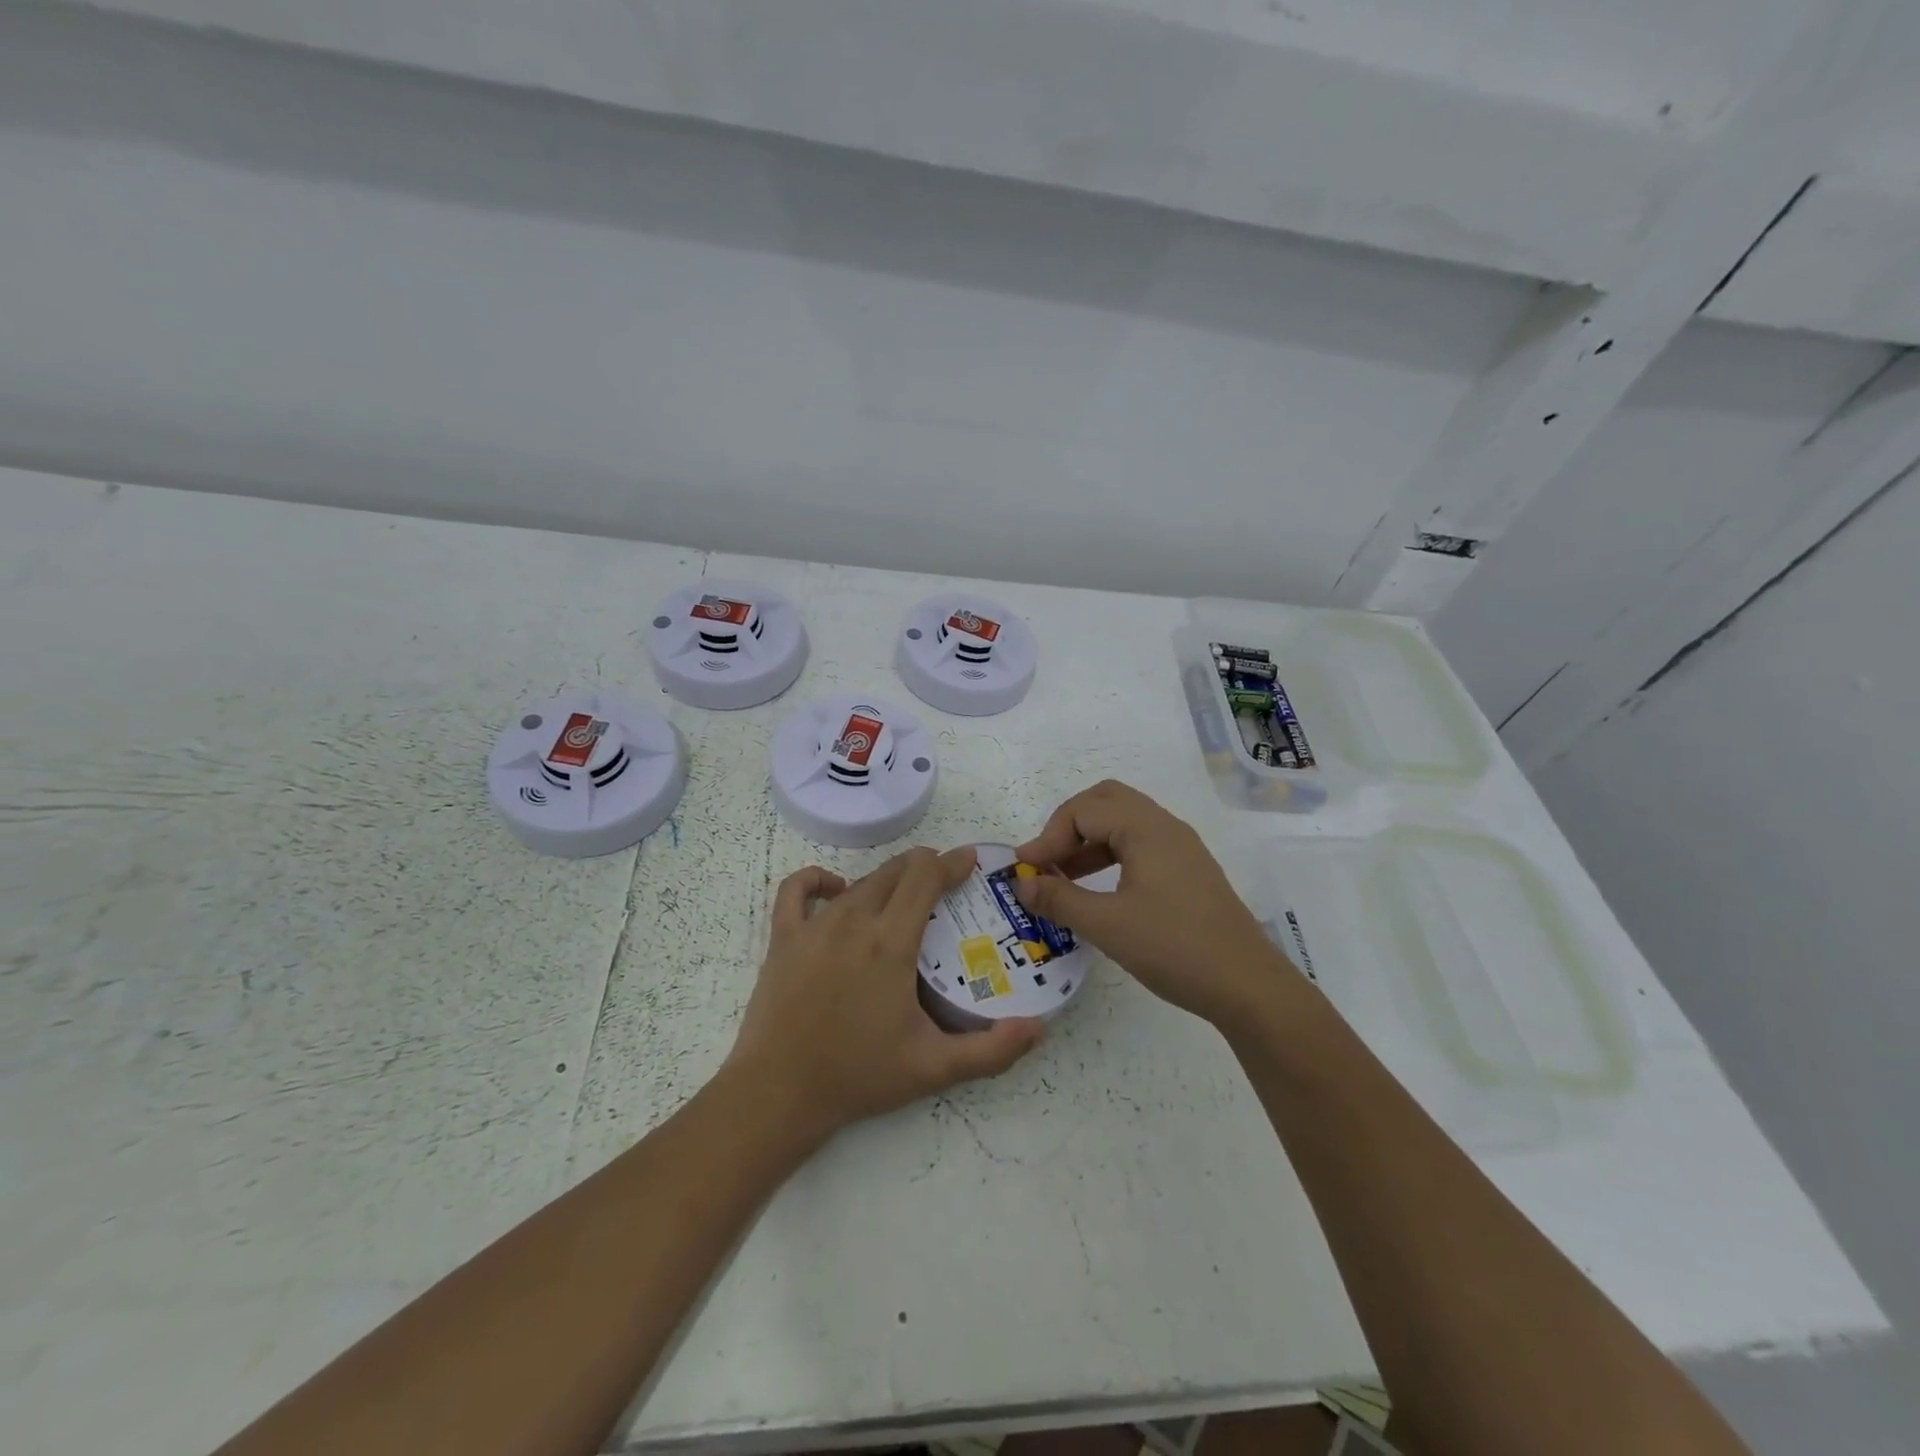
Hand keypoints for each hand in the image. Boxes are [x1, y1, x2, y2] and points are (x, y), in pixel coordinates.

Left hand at [727, 847, 1044, 1137]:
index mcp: (891, 941)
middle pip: (895, 871)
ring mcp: (814, 926)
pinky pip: (797, 890)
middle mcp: (853, 920)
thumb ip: (992, 1050)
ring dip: (887, 880)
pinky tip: (835, 890)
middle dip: (925, 867)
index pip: (926, 877)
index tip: (971, 861)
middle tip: (945, 882)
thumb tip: (1039, 1029)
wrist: (778, 1094)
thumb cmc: (859, 1076)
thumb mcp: (934, 1067)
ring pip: (859, 882)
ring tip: (904, 896)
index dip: (952, 863)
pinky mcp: (783, 938)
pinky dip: (818, 880)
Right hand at [1014, 780, 1292, 1024]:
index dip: (1048, 837)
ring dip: (1089, 840)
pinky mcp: (1188, 871)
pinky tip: (1098, 889)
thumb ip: (1059, 899)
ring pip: (1124, 822)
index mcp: (1146, 829)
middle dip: (1068, 825)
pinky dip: (1110, 854)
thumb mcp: (1107, 925)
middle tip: (1047, 859)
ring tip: (1063, 877)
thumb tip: (1021, 883)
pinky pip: (1140, 844)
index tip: (1026, 871)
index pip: (1083, 810)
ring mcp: (1181, 848)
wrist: (1247, 986)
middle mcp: (1165, 827)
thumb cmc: (1174, 948)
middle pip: (1105, 801)